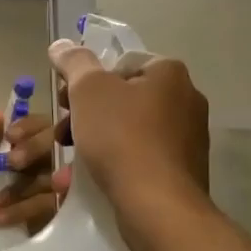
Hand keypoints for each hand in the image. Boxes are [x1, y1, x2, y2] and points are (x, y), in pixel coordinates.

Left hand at [0, 108, 61, 231]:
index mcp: (38, 146)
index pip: (43, 124)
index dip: (29, 127)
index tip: (11, 138)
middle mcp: (58, 161)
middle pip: (58, 142)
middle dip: (34, 149)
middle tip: (13, 163)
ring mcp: (67, 188)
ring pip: (54, 175)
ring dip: (21, 187)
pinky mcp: (69, 215)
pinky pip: (50, 206)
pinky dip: (23, 209)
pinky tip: (0, 216)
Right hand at [49, 40, 209, 214]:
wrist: (157, 206)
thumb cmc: (122, 138)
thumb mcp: (88, 91)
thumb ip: (74, 63)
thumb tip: (61, 44)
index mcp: (170, 73)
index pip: (120, 64)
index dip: (87, 80)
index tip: (64, 101)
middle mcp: (187, 100)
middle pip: (124, 98)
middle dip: (87, 114)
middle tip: (62, 133)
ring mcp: (188, 138)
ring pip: (129, 131)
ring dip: (95, 141)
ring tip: (68, 163)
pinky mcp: (182, 172)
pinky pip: (140, 158)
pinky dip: (115, 164)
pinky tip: (90, 179)